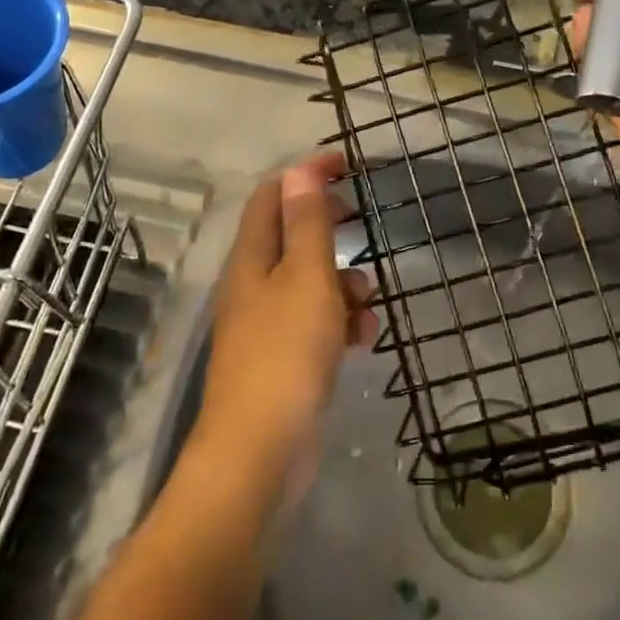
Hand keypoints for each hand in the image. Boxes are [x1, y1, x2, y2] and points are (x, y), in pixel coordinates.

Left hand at [195, 153, 378, 477]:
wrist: (258, 455)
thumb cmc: (286, 353)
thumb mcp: (306, 277)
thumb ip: (307, 223)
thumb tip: (300, 170)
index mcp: (252, 257)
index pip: (274, 195)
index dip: (306, 174)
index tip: (346, 164)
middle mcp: (253, 284)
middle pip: (291, 236)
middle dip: (328, 226)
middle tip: (361, 220)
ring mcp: (265, 323)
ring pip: (308, 281)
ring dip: (342, 282)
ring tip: (367, 302)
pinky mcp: (281, 358)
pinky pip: (314, 322)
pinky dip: (339, 320)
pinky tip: (362, 338)